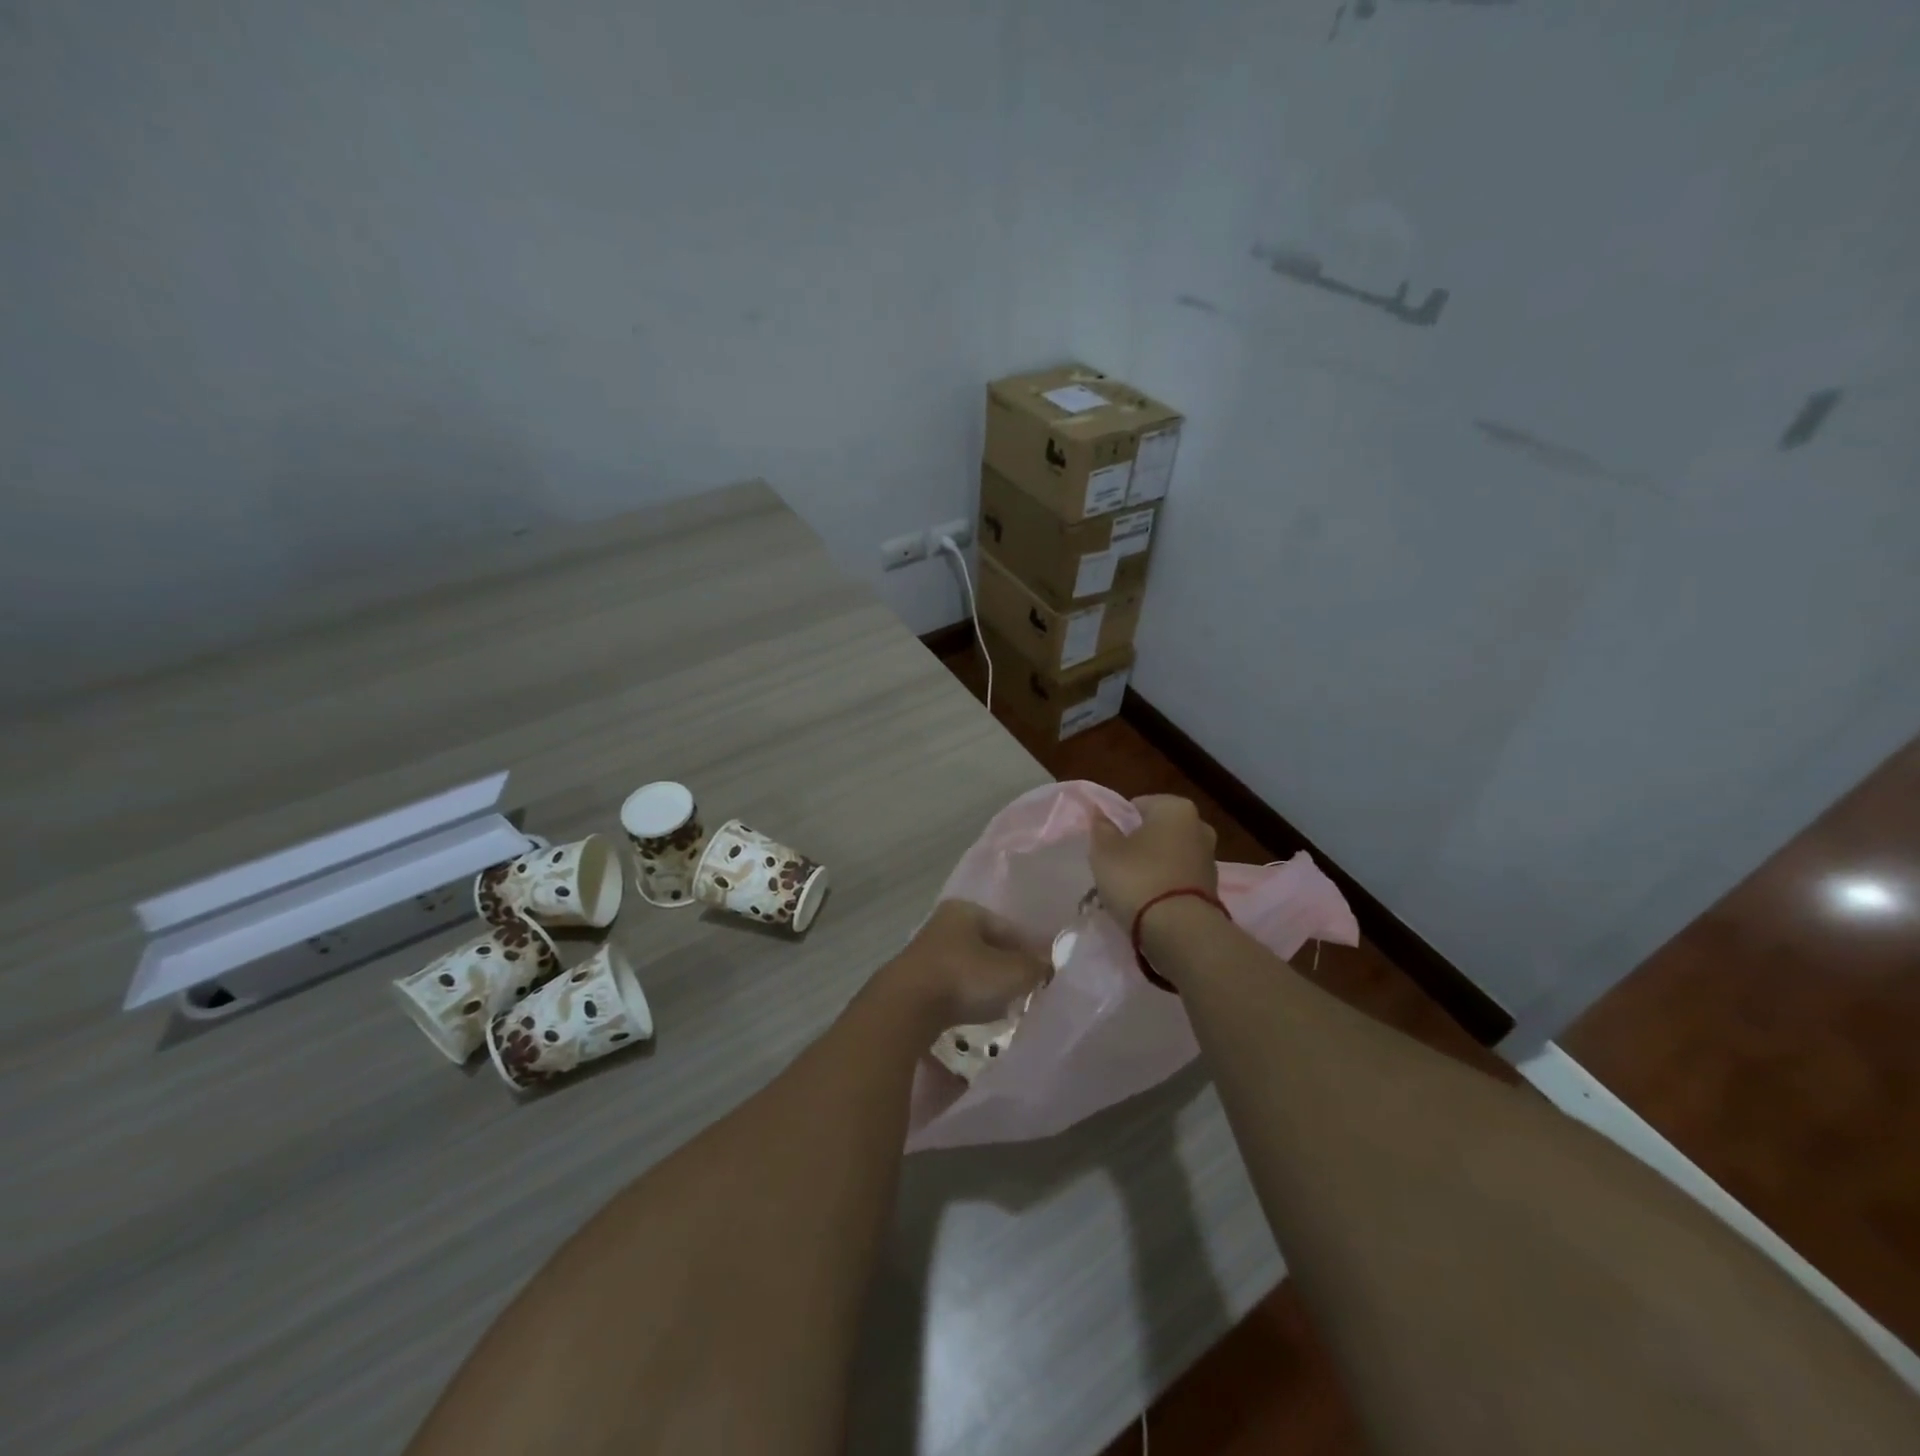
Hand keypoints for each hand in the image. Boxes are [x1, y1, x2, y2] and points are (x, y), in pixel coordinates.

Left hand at [883, 899, 1051, 1029]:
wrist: (905, 1008)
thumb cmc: (963, 978)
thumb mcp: (1011, 972)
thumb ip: (1035, 967)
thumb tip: (1049, 965)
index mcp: (965, 910)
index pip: (1008, 927)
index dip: (1030, 949)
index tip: (1046, 973)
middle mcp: (944, 925)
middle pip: (987, 946)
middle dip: (1008, 967)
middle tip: (1028, 990)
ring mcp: (926, 953)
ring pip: (969, 967)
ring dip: (987, 984)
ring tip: (1006, 1006)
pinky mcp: (915, 981)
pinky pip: (952, 987)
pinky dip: (967, 997)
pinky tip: (977, 1015)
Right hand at [1089, 794, 1218, 928]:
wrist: (1180, 931)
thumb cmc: (1138, 878)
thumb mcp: (1105, 851)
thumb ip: (1101, 828)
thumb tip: (1100, 813)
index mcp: (1175, 807)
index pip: (1138, 805)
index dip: (1118, 823)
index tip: (1107, 845)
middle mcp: (1199, 826)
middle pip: (1157, 830)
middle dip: (1139, 844)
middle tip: (1116, 865)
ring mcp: (1209, 857)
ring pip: (1169, 855)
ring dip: (1152, 865)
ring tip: (1131, 888)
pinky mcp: (1212, 887)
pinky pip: (1179, 878)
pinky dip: (1165, 884)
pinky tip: (1149, 901)